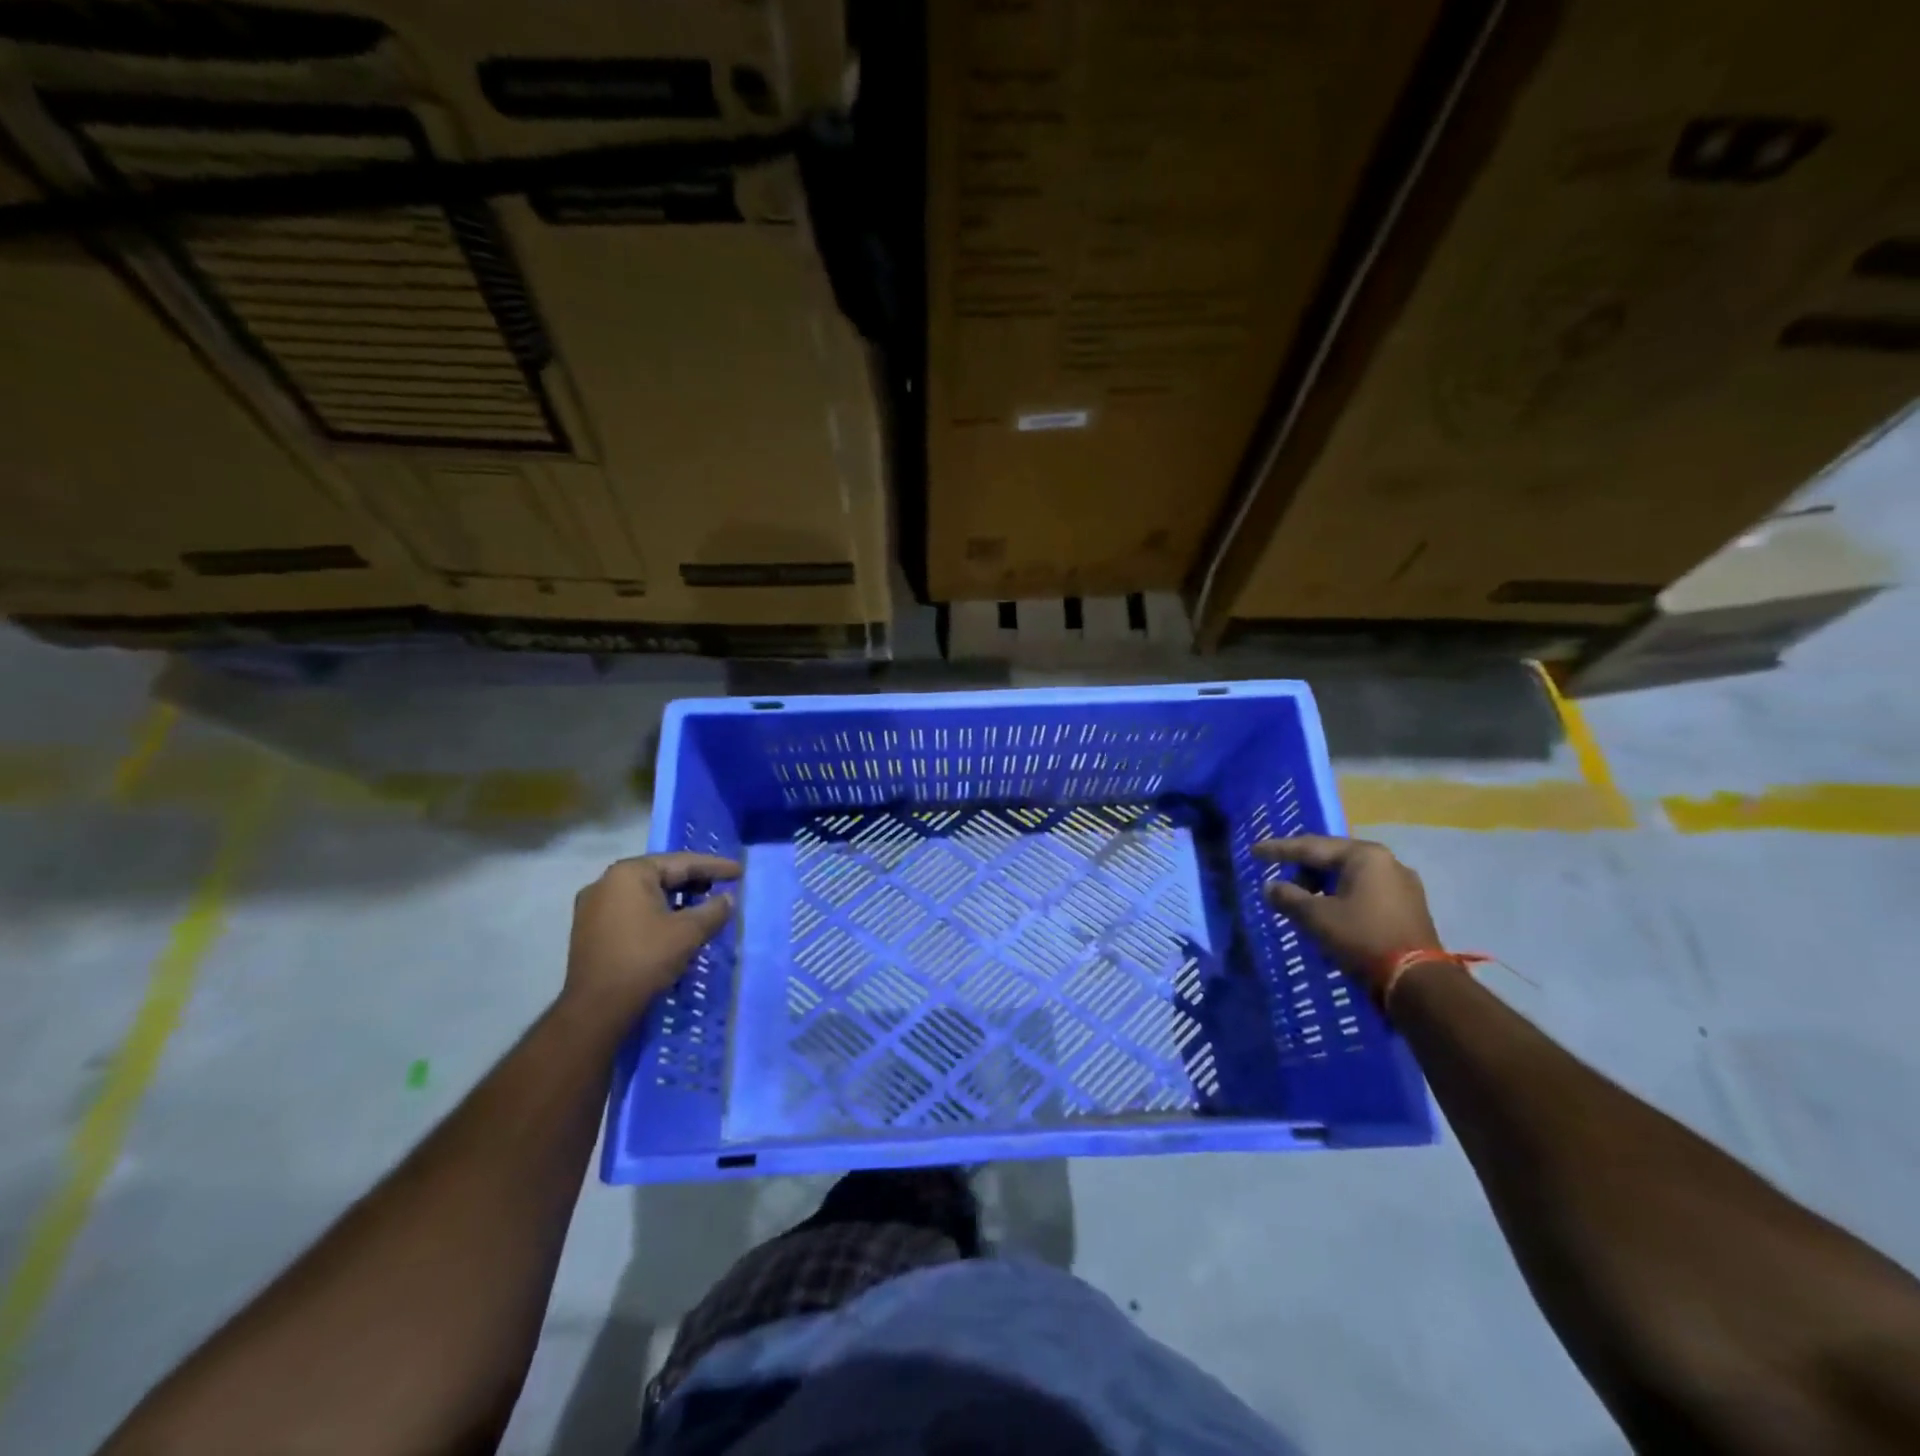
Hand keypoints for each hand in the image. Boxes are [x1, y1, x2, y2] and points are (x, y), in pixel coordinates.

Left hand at [566, 853, 741, 1013]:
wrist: (597, 1008)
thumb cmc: (645, 959)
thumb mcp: (689, 932)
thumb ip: (713, 910)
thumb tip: (728, 899)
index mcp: (630, 873)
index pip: (681, 862)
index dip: (714, 866)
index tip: (739, 871)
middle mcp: (606, 882)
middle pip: (661, 875)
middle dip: (694, 881)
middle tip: (723, 886)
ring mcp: (593, 906)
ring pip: (646, 894)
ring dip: (676, 899)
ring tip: (702, 906)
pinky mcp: (590, 930)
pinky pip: (632, 910)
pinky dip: (656, 913)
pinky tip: (674, 925)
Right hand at [1253, 835, 1440, 994]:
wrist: (1418, 983)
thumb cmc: (1362, 939)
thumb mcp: (1316, 917)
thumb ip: (1288, 897)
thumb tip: (1271, 887)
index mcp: (1364, 855)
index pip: (1311, 846)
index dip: (1279, 849)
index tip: (1255, 852)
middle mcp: (1387, 862)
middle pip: (1333, 858)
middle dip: (1303, 869)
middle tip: (1280, 880)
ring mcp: (1403, 885)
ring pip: (1349, 876)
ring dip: (1322, 885)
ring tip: (1302, 900)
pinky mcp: (1409, 907)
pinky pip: (1365, 892)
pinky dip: (1341, 897)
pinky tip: (1329, 912)